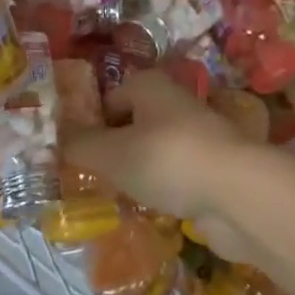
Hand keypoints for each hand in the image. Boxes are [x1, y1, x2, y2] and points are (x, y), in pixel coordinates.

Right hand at [62, 71, 270, 261]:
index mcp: (148, 85)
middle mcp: (173, 103)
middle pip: (130, 124)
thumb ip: (80, 146)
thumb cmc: (167, 159)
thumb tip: (56, 140)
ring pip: (153, 152)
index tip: (71, 154)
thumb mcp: (111, 153)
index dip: (87, 125)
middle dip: (111, 150)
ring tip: (115, 196)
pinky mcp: (212, 169)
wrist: (238, 194)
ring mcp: (196, 137)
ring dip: (136, 172)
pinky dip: (161, 190)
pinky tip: (148, 210)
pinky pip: (174, 176)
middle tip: (88, 178)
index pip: (107, 100)